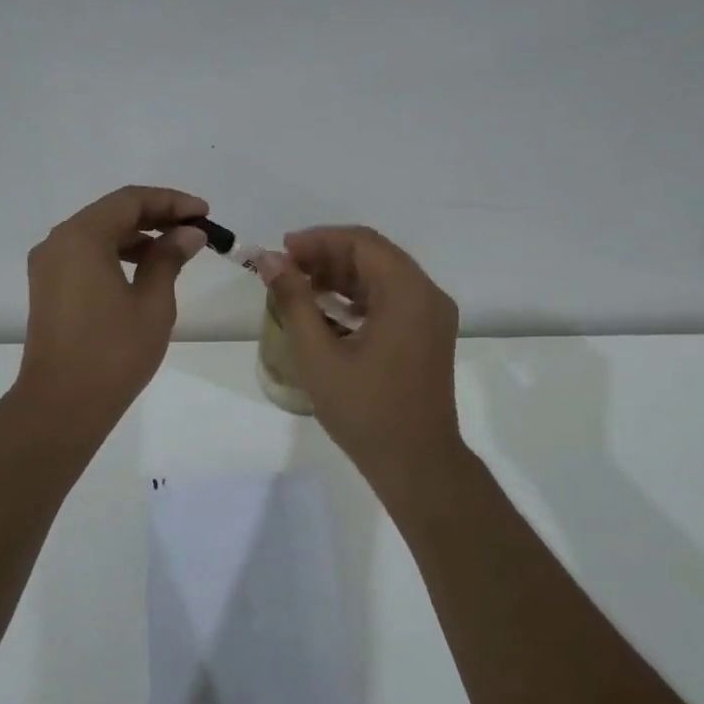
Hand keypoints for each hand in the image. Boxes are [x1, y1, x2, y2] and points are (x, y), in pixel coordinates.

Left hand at [15, 186, 209, 428]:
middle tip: (195, 229)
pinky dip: (117, 254)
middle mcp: (58, 242)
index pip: (130, 200)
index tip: (204, 213)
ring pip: (98, 233)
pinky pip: (86, 255)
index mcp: (81, 237)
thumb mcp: (152, 302)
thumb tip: (187, 234)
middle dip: (156, 216)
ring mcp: (49, 266)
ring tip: (177, 250)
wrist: (62, 404)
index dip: (171, 202)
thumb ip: (169, 258)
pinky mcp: (48, 288)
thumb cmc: (113, 352)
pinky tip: (146, 269)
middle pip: (112, 212)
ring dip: (137, 236)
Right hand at [261, 226, 464, 484]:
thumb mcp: (319, 355)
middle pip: (375, 255)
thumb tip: (270, 260)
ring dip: (343, 275)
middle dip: (328, 255)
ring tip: (301, 286)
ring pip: (384, 276)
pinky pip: (393, 299)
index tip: (282, 251)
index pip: (362, 243)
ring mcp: (433, 316)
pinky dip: (360, 297)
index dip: (318, 240)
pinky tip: (329, 310)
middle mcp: (428, 295)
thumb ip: (294, 301)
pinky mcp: (429, 335)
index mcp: (408, 293)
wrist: (417, 464)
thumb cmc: (365, 410)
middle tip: (286, 269)